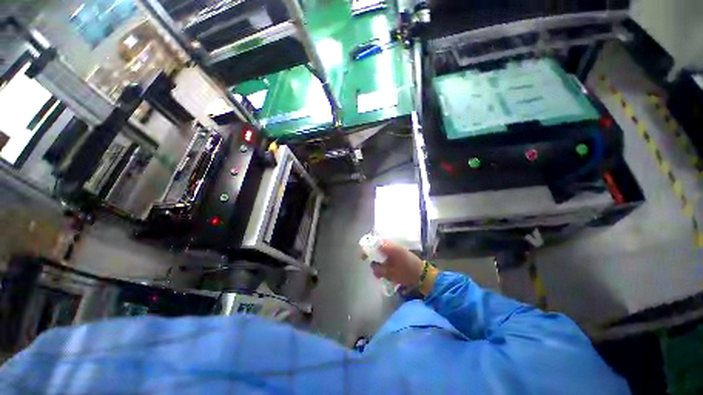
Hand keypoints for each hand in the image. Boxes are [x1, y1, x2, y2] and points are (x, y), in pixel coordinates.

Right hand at [369, 240, 423, 286]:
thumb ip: (379, 269)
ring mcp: (396, 248)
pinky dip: (384, 260)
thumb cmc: (406, 273)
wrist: (423, 274)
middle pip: (377, 246)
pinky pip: (388, 253)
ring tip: (381, 272)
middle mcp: (392, 246)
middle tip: (374, 266)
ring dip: (379, 259)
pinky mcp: (400, 252)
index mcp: (390, 248)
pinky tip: (386, 270)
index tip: (362, 257)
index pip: (374, 244)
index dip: (366, 249)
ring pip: (382, 250)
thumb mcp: (390, 274)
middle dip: (373, 256)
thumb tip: (372, 265)